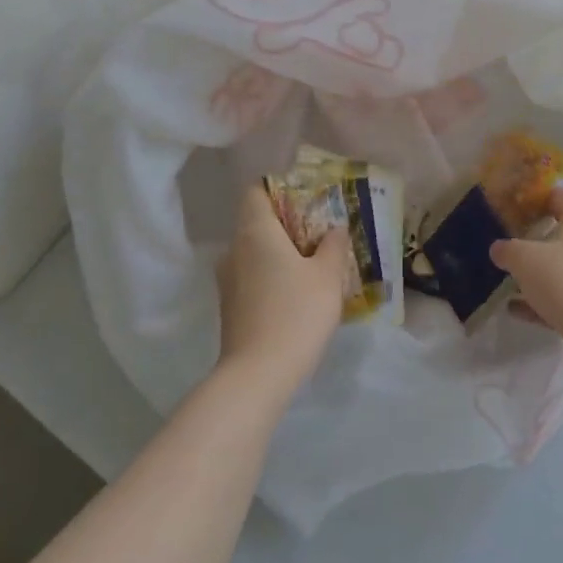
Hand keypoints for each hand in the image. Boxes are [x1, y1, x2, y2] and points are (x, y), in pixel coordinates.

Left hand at [216, 183, 352, 384]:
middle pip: (256, 223)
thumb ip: (333, 246)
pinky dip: (272, 277)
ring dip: (280, 254)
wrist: (258, 373)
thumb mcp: (328, 276)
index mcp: (255, 232)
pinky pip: (252, 277)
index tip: (307, 201)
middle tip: (320, 236)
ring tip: (313, 267)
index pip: (256, 192)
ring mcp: (227, 280)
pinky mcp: (229, 306)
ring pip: (254, 253)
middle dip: (287, 225)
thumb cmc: (297, 313)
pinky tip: (297, 294)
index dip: (279, 189)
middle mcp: (234, 250)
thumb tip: (335, 228)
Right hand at [489, 188, 562, 356]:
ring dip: (533, 274)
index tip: (513, 203)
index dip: (538, 197)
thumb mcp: (526, 259)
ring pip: (558, 270)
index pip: (562, 197)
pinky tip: (512, 309)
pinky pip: (558, 300)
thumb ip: (509, 250)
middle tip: (502, 241)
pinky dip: (537, 303)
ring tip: (501, 277)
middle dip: (532, 238)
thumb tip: (499, 248)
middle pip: (560, 235)